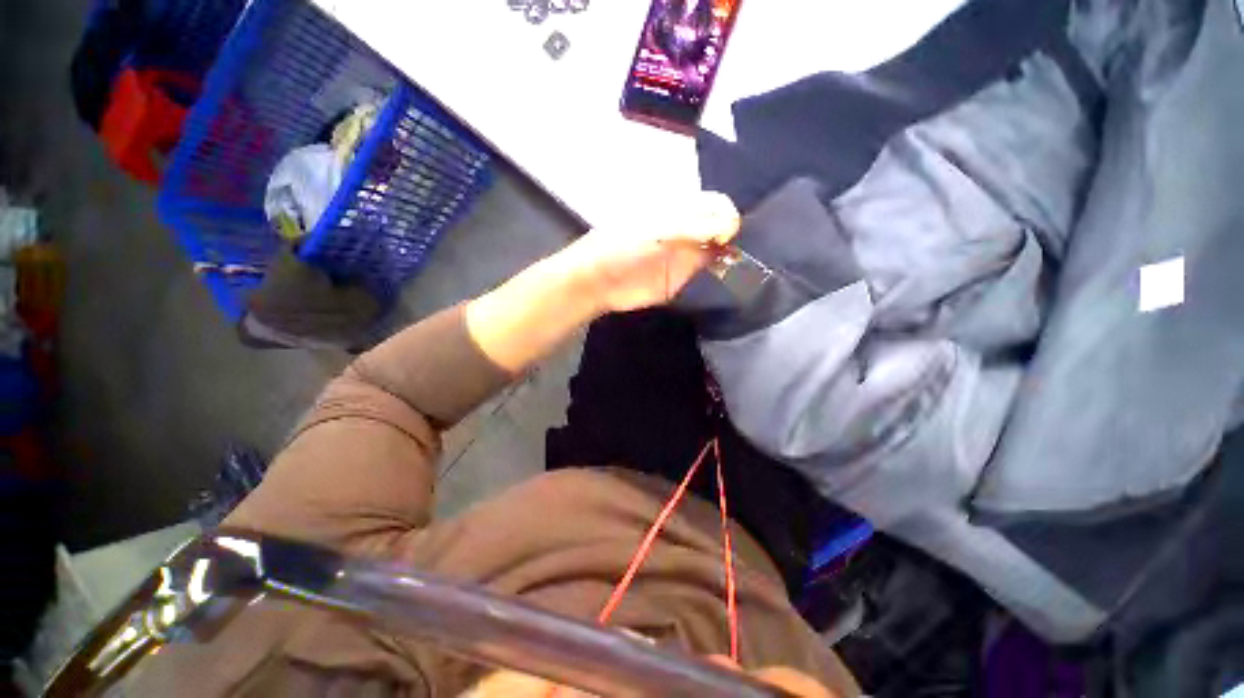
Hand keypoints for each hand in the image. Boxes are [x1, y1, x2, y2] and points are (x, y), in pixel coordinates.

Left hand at [563, 191, 740, 312]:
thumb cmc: (620, 245)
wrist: (598, 281)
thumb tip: (729, 226)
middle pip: (724, 227)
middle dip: (734, 237)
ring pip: (721, 252)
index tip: (724, 235)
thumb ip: (690, 226)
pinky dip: (721, 277)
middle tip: (730, 253)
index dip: (726, 217)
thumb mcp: (654, 229)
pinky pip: (710, 276)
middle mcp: (688, 230)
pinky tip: (724, 280)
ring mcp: (688, 256)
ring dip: (732, 258)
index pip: (716, 205)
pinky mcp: (684, 280)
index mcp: (680, 208)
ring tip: (734, 266)